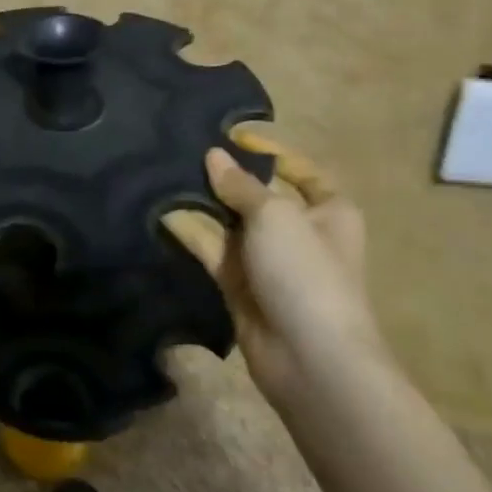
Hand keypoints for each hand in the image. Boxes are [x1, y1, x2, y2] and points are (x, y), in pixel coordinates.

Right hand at [163, 141, 382, 406]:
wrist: (310, 358)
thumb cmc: (305, 272)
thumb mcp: (275, 215)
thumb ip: (240, 185)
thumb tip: (214, 155)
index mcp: (328, 210)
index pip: (299, 169)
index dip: (268, 150)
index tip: (229, 133)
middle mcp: (299, 231)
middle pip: (258, 194)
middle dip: (225, 176)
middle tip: (183, 151)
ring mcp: (268, 261)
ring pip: (230, 222)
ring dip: (203, 204)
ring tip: (164, 175)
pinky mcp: (240, 285)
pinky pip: (213, 250)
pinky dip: (192, 233)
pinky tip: (163, 213)